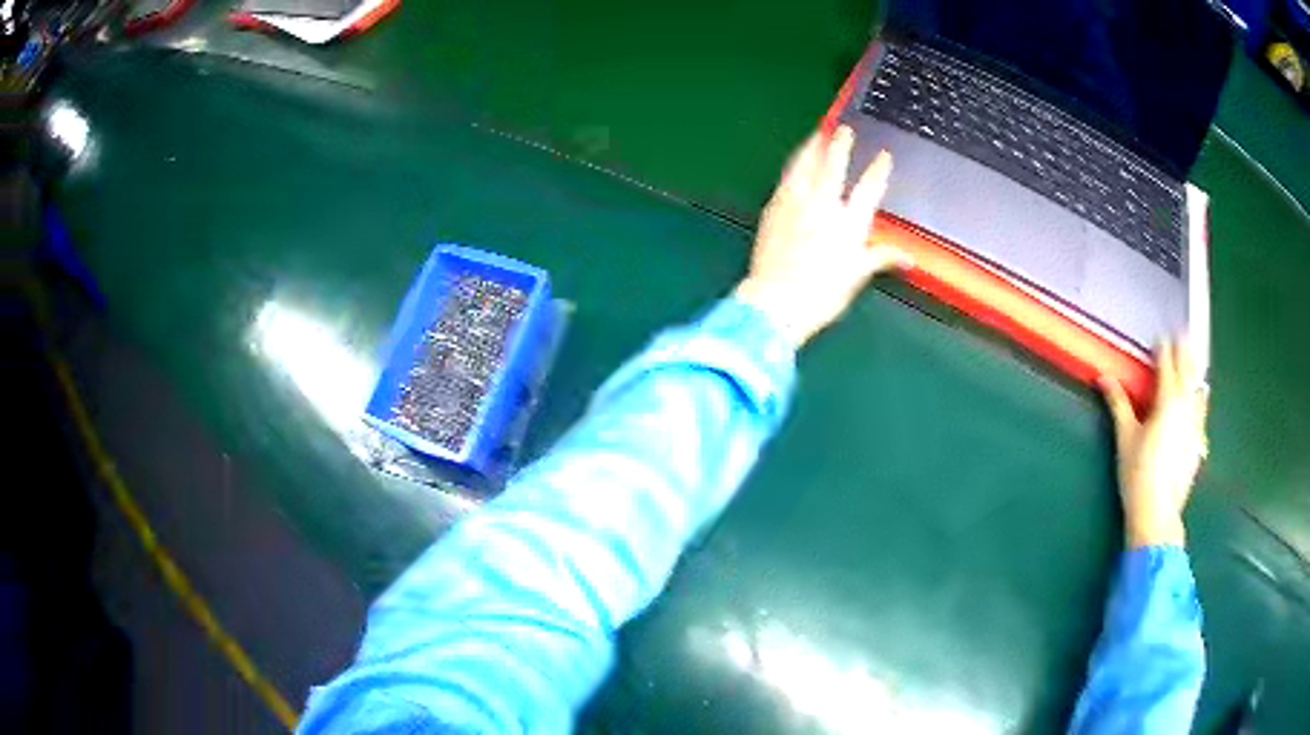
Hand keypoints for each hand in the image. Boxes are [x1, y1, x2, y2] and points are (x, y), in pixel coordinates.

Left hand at [734, 126, 911, 346]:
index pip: (869, 189)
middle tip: (845, 129)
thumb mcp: (857, 276)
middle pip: (834, 167)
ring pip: (805, 166)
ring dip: (813, 147)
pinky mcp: (774, 209)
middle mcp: (824, 206)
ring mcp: (796, 204)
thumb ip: (881, 258)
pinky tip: (795, 163)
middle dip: (841, 145)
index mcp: (849, 223)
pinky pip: (786, 179)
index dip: (878, 170)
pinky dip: (793, 166)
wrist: (776, 301)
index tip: (884, 155)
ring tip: (818, 133)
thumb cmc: (822, 294)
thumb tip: (907, 257)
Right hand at [1100, 339, 1208, 548]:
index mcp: (1167, 400)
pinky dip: (1200, 396)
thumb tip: (1103, 377)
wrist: (1158, 512)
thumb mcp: (1125, 437)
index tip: (1160, 334)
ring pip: (1198, 387)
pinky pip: (1202, 410)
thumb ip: (1118, 403)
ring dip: (1194, 371)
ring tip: (1193, 359)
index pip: (1166, 364)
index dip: (1162, 348)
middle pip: (1187, 370)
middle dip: (1183, 350)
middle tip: (1182, 332)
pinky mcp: (1199, 441)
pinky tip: (1201, 395)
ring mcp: (1195, 424)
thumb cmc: (1138, 473)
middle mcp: (1186, 405)